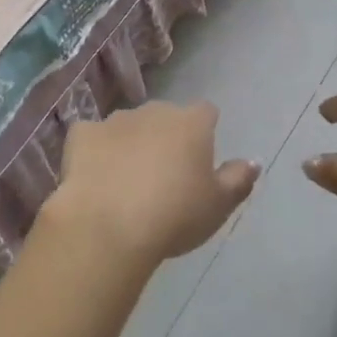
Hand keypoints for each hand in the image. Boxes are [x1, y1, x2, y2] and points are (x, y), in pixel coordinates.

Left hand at [50, 101, 259, 266]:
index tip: (200, 159)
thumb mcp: (218, 206)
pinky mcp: (82, 133)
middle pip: (165, 117)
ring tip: (127, 183)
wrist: (108, 225)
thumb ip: (238, 180)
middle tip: (164, 177)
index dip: (205, 132)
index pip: (206, 112)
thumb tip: (254, 161)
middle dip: (165, 138)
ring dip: (131, 144)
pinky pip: (92, 137)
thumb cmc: (173, 216)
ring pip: (129, 126)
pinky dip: (94, 151)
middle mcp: (154, 111)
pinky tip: (94, 176)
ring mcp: (115, 119)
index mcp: (191, 123)